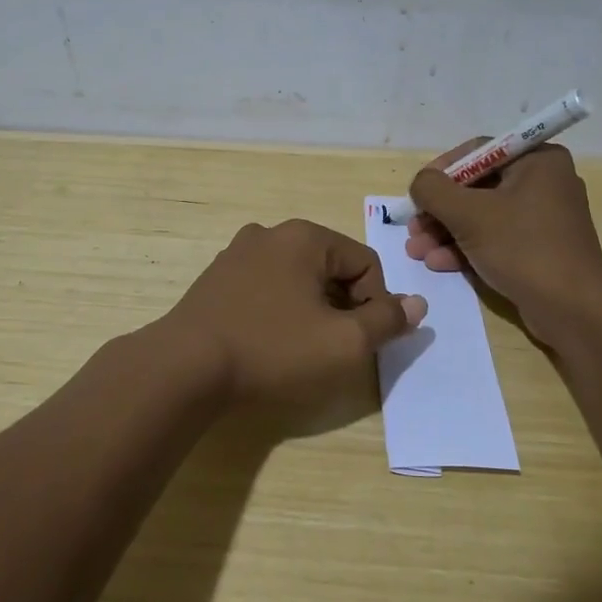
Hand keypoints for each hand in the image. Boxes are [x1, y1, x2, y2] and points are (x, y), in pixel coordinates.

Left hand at [161, 219, 426, 406]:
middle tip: (335, 347)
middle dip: (343, 305)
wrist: (185, 368)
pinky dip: (278, 311)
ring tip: (301, 349)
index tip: (362, 341)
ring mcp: (236, 254)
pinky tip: (269, 343)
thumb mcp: (344, 343)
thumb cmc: (273, 350)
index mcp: (304, 237)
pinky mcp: (215, 280)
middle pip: (330, 267)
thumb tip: (416, 305)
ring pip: (296, 279)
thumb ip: (387, 321)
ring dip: (311, 309)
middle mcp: (269, 234)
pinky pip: (265, 288)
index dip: (376, 303)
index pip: (366, 262)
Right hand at [404, 139, 601, 341]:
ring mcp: (542, 217)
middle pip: (476, 187)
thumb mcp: (468, 214)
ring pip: (482, 216)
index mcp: (538, 160)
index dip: (440, 172)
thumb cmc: (522, 248)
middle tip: (413, 230)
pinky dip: (466, 247)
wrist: (571, 308)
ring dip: (446, 232)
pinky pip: (495, 238)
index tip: (416, 195)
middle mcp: (544, 182)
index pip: (477, 152)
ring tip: (417, 252)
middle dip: (439, 211)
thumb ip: (434, 190)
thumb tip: (421, 184)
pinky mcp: (538, 248)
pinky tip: (439, 263)